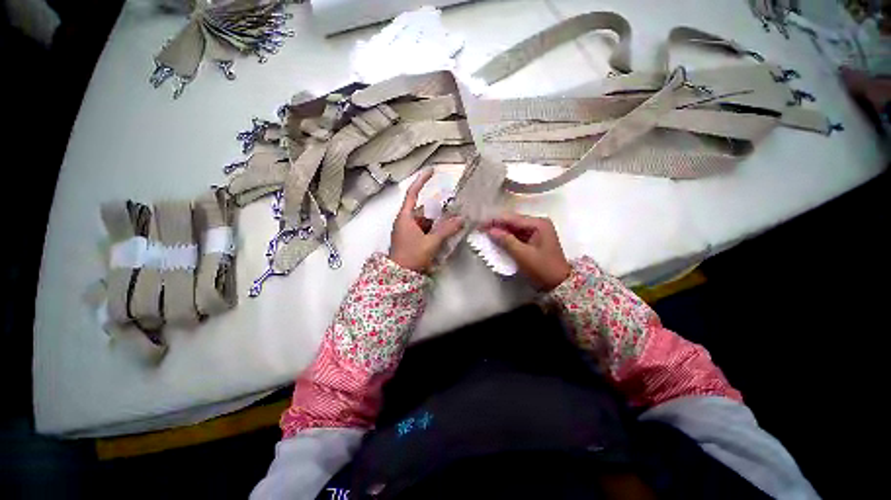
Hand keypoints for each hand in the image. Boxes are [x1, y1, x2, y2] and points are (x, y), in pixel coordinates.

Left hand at [389, 169, 463, 272]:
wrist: (400, 275)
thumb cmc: (412, 256)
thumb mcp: (431, 243)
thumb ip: (446, 230)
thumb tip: (461, 219)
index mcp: (405, 217)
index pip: (413, 193)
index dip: (422, 180)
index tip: (432, 170)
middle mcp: (405, 220)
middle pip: (423, 208)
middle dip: (437, 208)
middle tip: (452, 207)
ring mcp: (407, 229)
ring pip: (425, 219)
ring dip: (437, 220)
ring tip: (452, 220)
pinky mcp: (411, 237)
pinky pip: (424, 228)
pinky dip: (434, 228)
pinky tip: (444, 231)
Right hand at [483, 213, 571, 290]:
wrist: (560, 284)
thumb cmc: (542, 269)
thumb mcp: (523, 255)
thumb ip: (506, 241)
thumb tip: (490, 230)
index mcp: (538, 224)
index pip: (512, 218)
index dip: (495, 220)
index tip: (480, 223)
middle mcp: (538, 223)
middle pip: (513, 221)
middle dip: (497, 224)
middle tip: (480, 227)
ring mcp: (537, 231)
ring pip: (514, 228)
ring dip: (501, 231)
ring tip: (485, 232)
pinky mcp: (534, 239)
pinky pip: (518, 235)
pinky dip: (507, 237)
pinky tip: (497, 238)